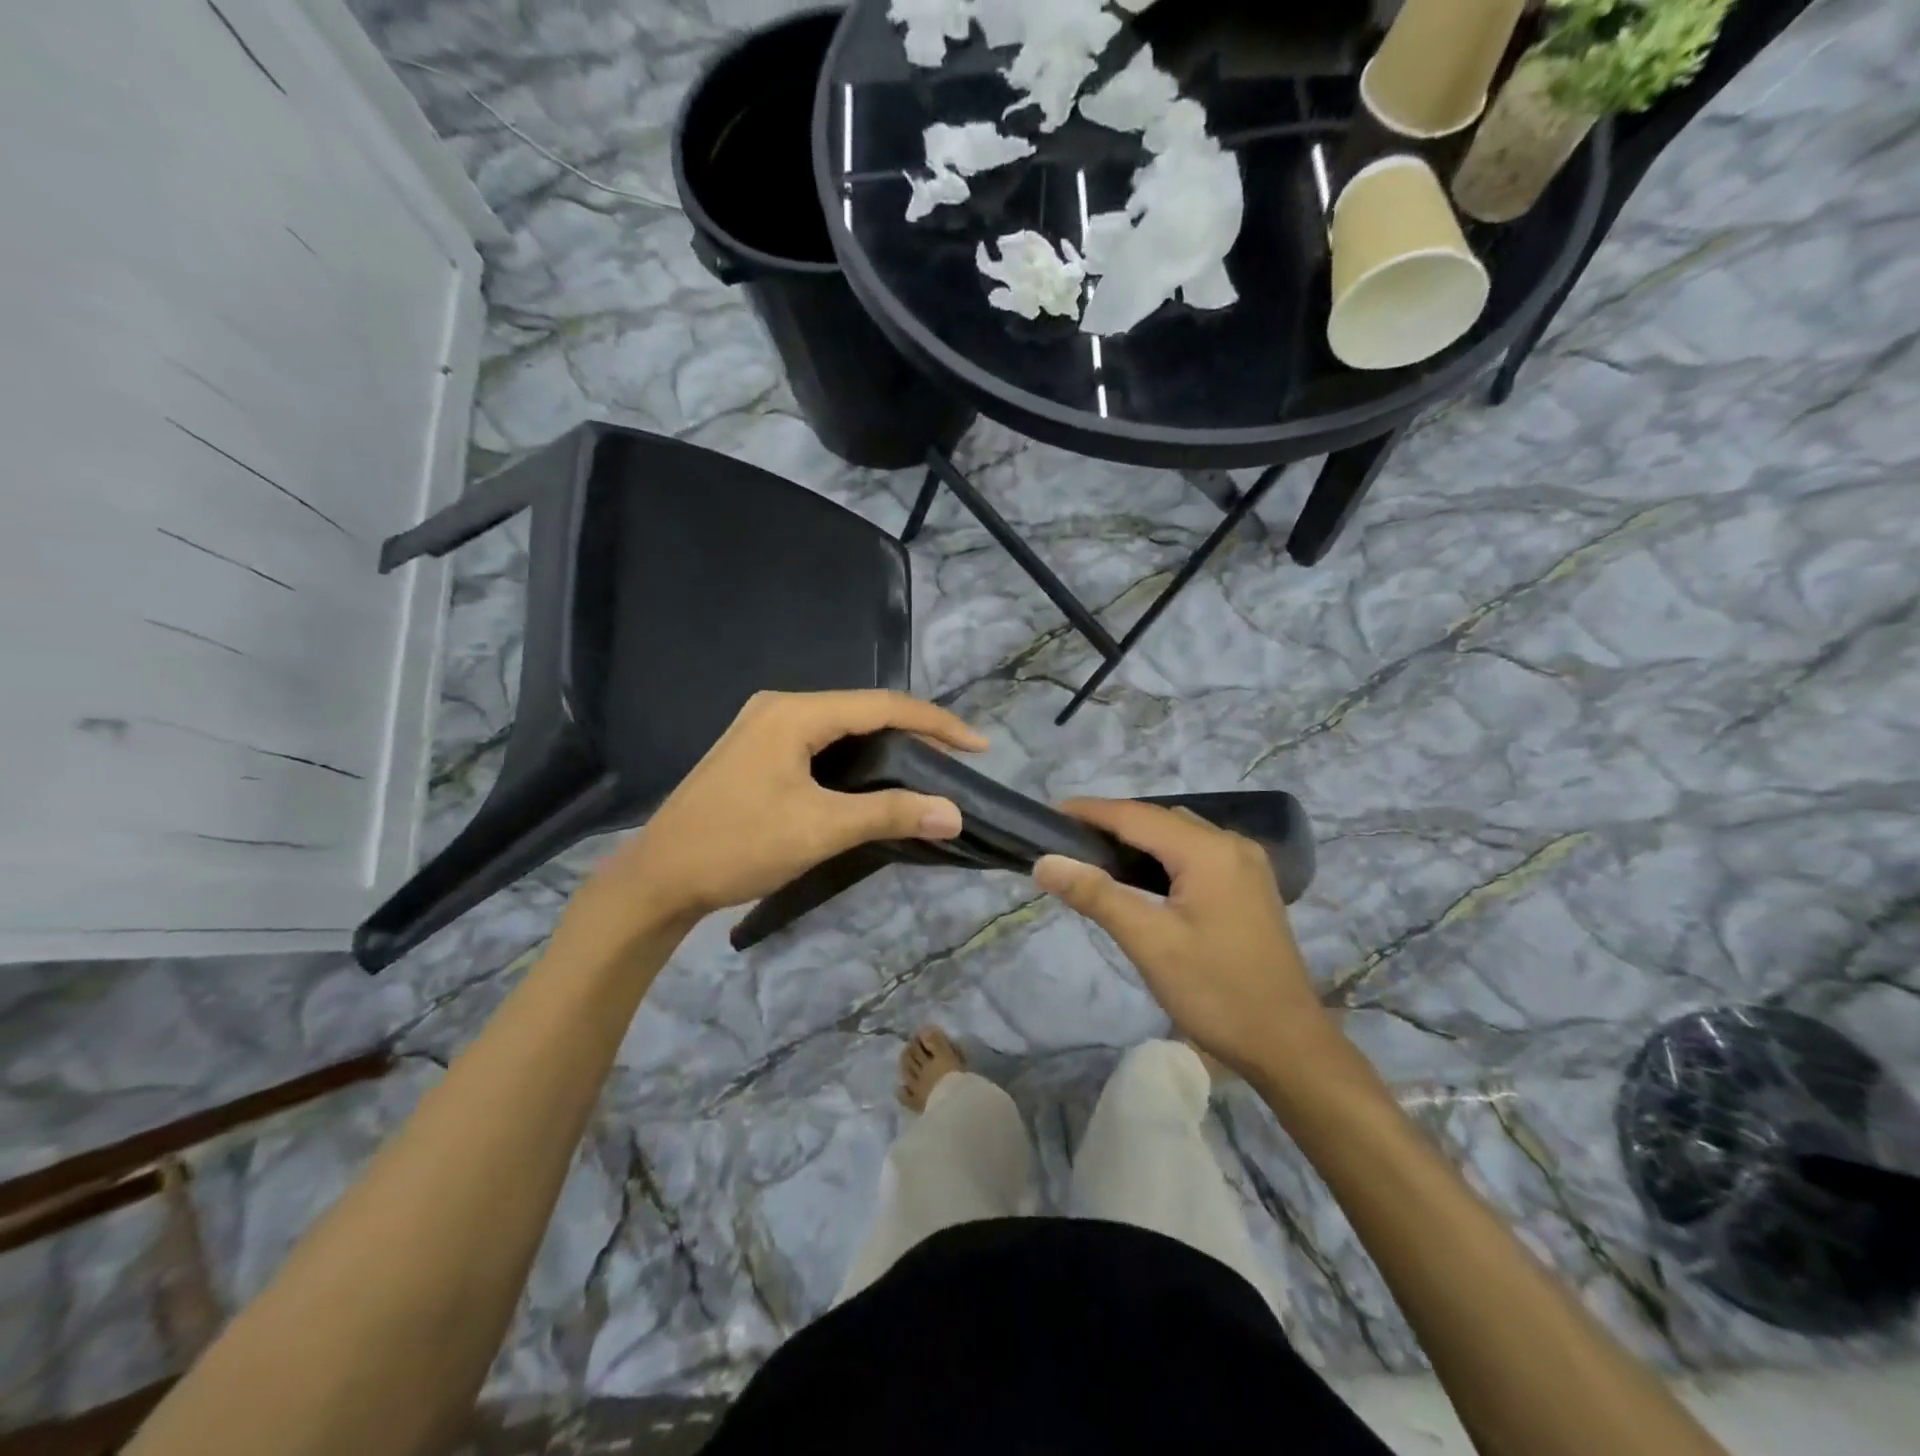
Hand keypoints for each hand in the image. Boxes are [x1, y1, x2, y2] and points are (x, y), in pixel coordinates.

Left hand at [562, 691, 984, 950]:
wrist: (659, 878)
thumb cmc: (738, 846)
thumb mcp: (820, 828)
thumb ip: (890, 814)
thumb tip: (954, 813)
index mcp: (795, 712)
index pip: (883, 705)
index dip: (936, 724)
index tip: (978, 747)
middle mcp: (779, 707)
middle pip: (863, 710)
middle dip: (914, 733)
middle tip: (955, 762)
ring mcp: (763, 727)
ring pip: (842, 727)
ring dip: (885, 747)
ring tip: (926, 770)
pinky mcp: (757, 751)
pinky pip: (820, 743)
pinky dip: (855, 759)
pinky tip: (874, 779)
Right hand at [1033, 799, 1334, 1079]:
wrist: (1287, 1045)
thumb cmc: (1216, 993)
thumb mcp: (1150, 943)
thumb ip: (1097, 895)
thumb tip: (1046, 862)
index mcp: (1209, 851)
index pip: (1136, 815)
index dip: (1090, 811)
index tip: (1049, 814)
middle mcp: (1232, 845)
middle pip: (1159, 819)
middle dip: (1111, 823)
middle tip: (1066, 841)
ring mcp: (1246, 864)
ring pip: (1178, 835)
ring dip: (1138, 838)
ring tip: (1094, 856)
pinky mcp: (1249, 886)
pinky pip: (1196, 853)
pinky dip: (1162, 856)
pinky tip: (1141, 878)